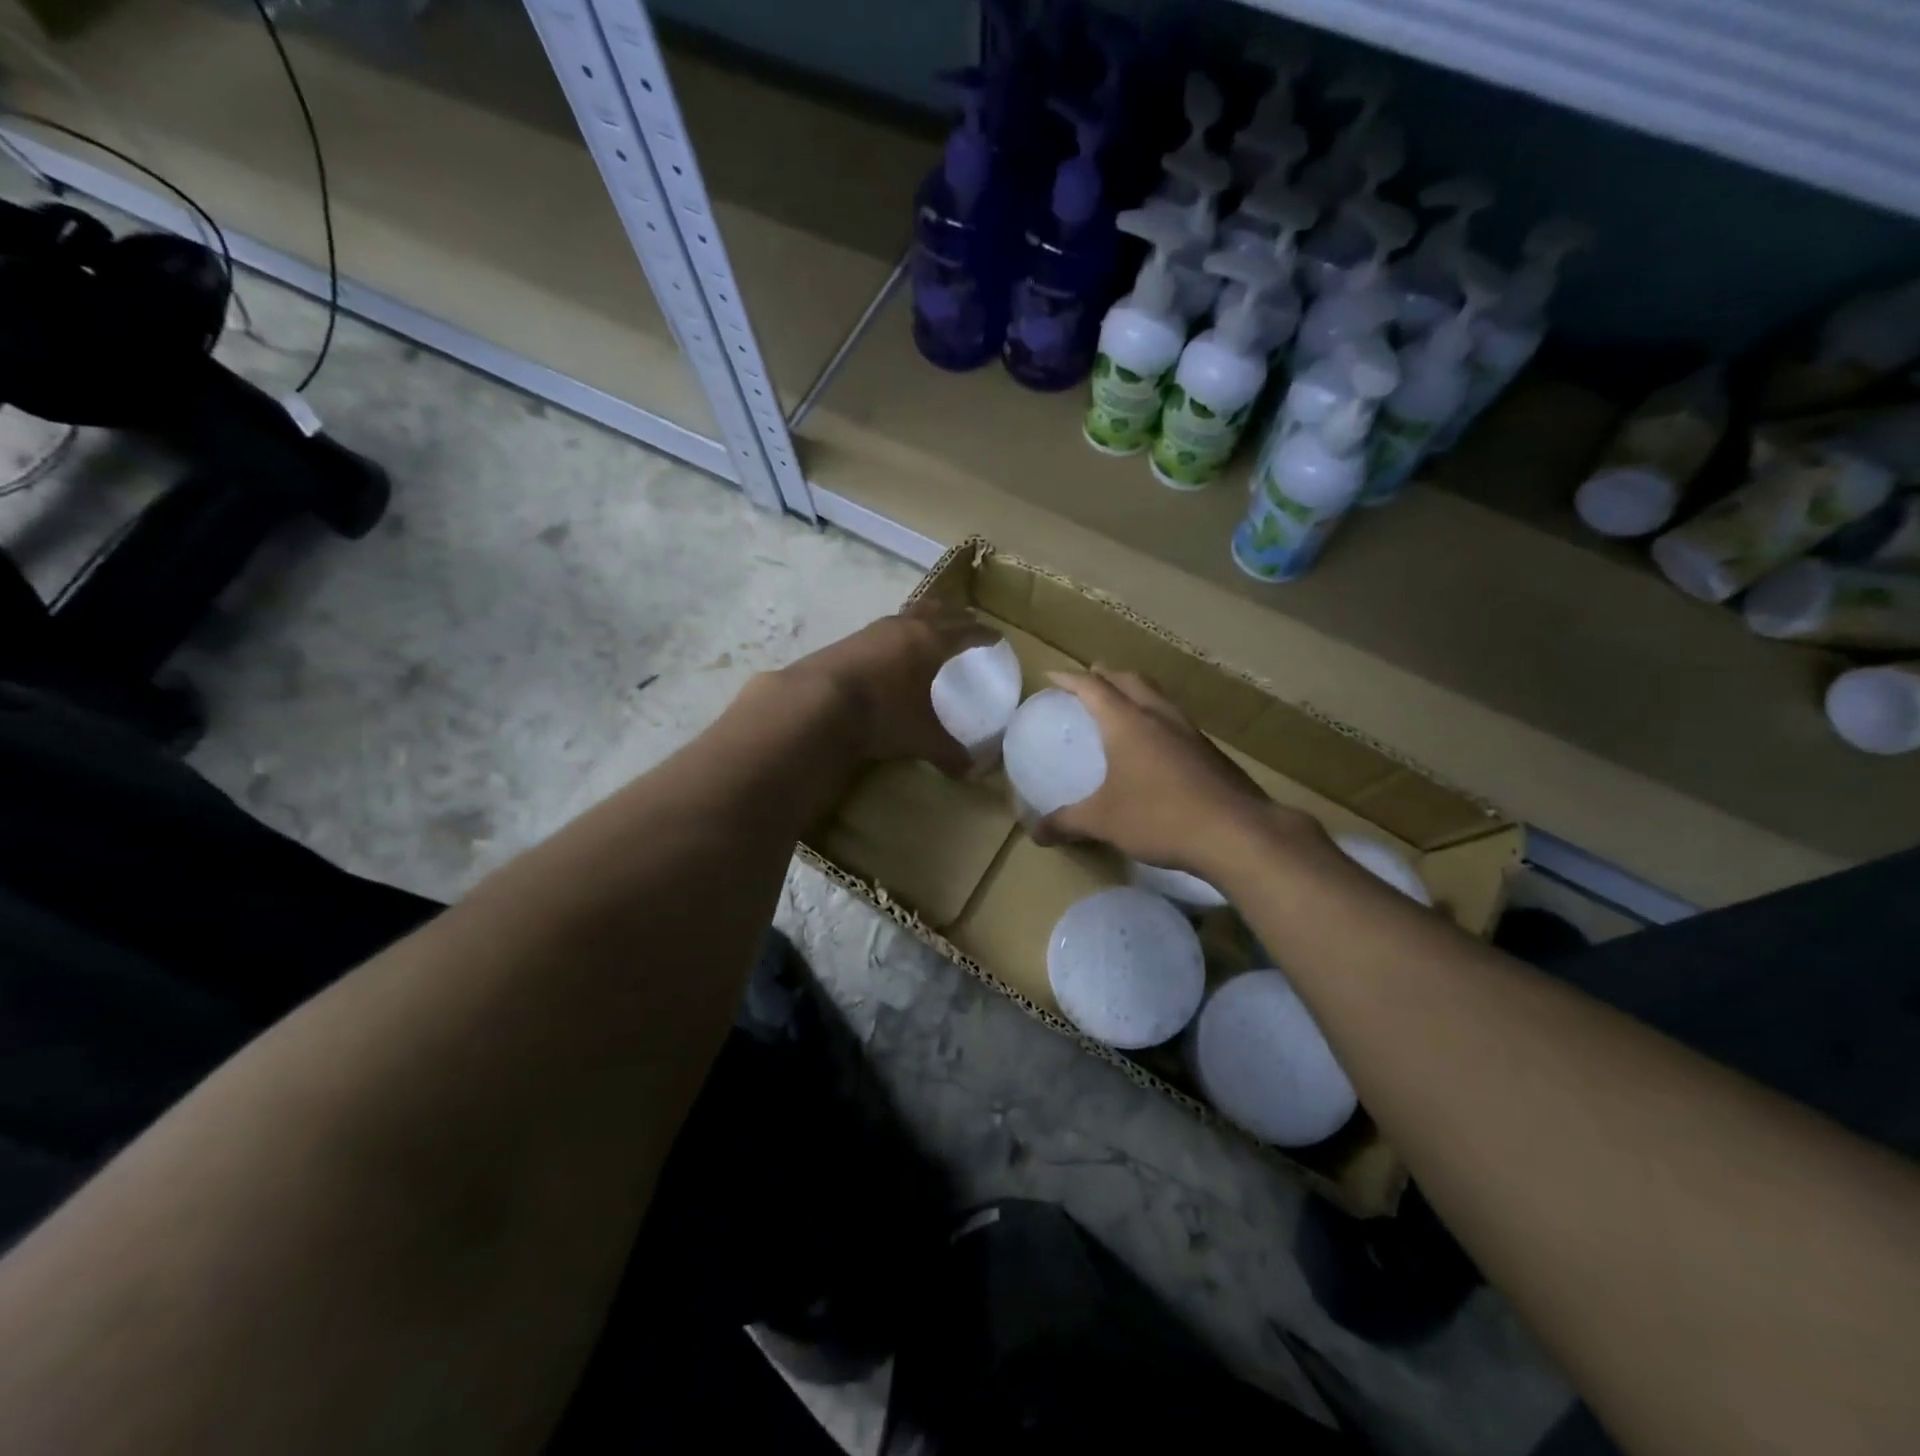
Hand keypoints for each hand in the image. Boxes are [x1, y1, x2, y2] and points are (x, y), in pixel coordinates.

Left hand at [776, 600, 995, 775]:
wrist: (819, 702)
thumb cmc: (883, 714)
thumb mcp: (921, 737)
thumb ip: (948, 751)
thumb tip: (970, 772)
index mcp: (931, 643)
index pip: (967, 632)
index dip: (984, 634)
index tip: (996, 636)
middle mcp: (904, 628)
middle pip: (938, 611)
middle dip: (955, 616)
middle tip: (967, 621)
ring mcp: (873, 631)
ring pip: (907, 615)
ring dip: (922, 618)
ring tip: (928, 628)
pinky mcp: (848, 640)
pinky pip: (882, 630)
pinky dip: (895, 634)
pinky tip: (890, 649)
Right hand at [1034, 668, 1321, 873]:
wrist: (1236, 832)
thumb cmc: (1159, 817)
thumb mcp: (1103, 822)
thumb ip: (1067, 823)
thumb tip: (1035, 832)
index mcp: (1127, 723)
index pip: (1093, 687)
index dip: (1070, 679)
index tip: (1051, 675)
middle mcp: (1158, 717)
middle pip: (1130, 680)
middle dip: (1106, 675)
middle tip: (1090, 679)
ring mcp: (1189, 732)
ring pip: (1158, 696)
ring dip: (1136, 691)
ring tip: (1123, 703)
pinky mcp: (1210, 751)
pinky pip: (1176, 719)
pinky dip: (1157, 717)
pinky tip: (1158, 742)